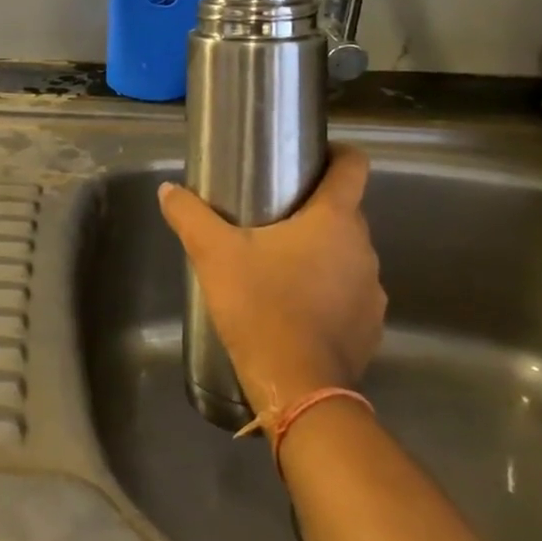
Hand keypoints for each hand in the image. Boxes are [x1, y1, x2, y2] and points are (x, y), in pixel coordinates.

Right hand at [158, 146, 384, 413]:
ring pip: (348, 254)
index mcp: (334, 219)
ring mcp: (372, 291)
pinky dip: (329, 292)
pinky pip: (350, 293)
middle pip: (345, 212)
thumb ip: (189, 215)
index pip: (353, 166)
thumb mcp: (214, 253)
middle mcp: (363, 248)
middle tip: (273, 218)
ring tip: (280, 266)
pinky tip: (296, 308)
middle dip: (314, 210)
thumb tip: (168, 190)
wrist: (297, 387)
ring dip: (322, 254)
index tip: (313, 157)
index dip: (338, 153)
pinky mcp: (371, 327)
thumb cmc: (260, 305)